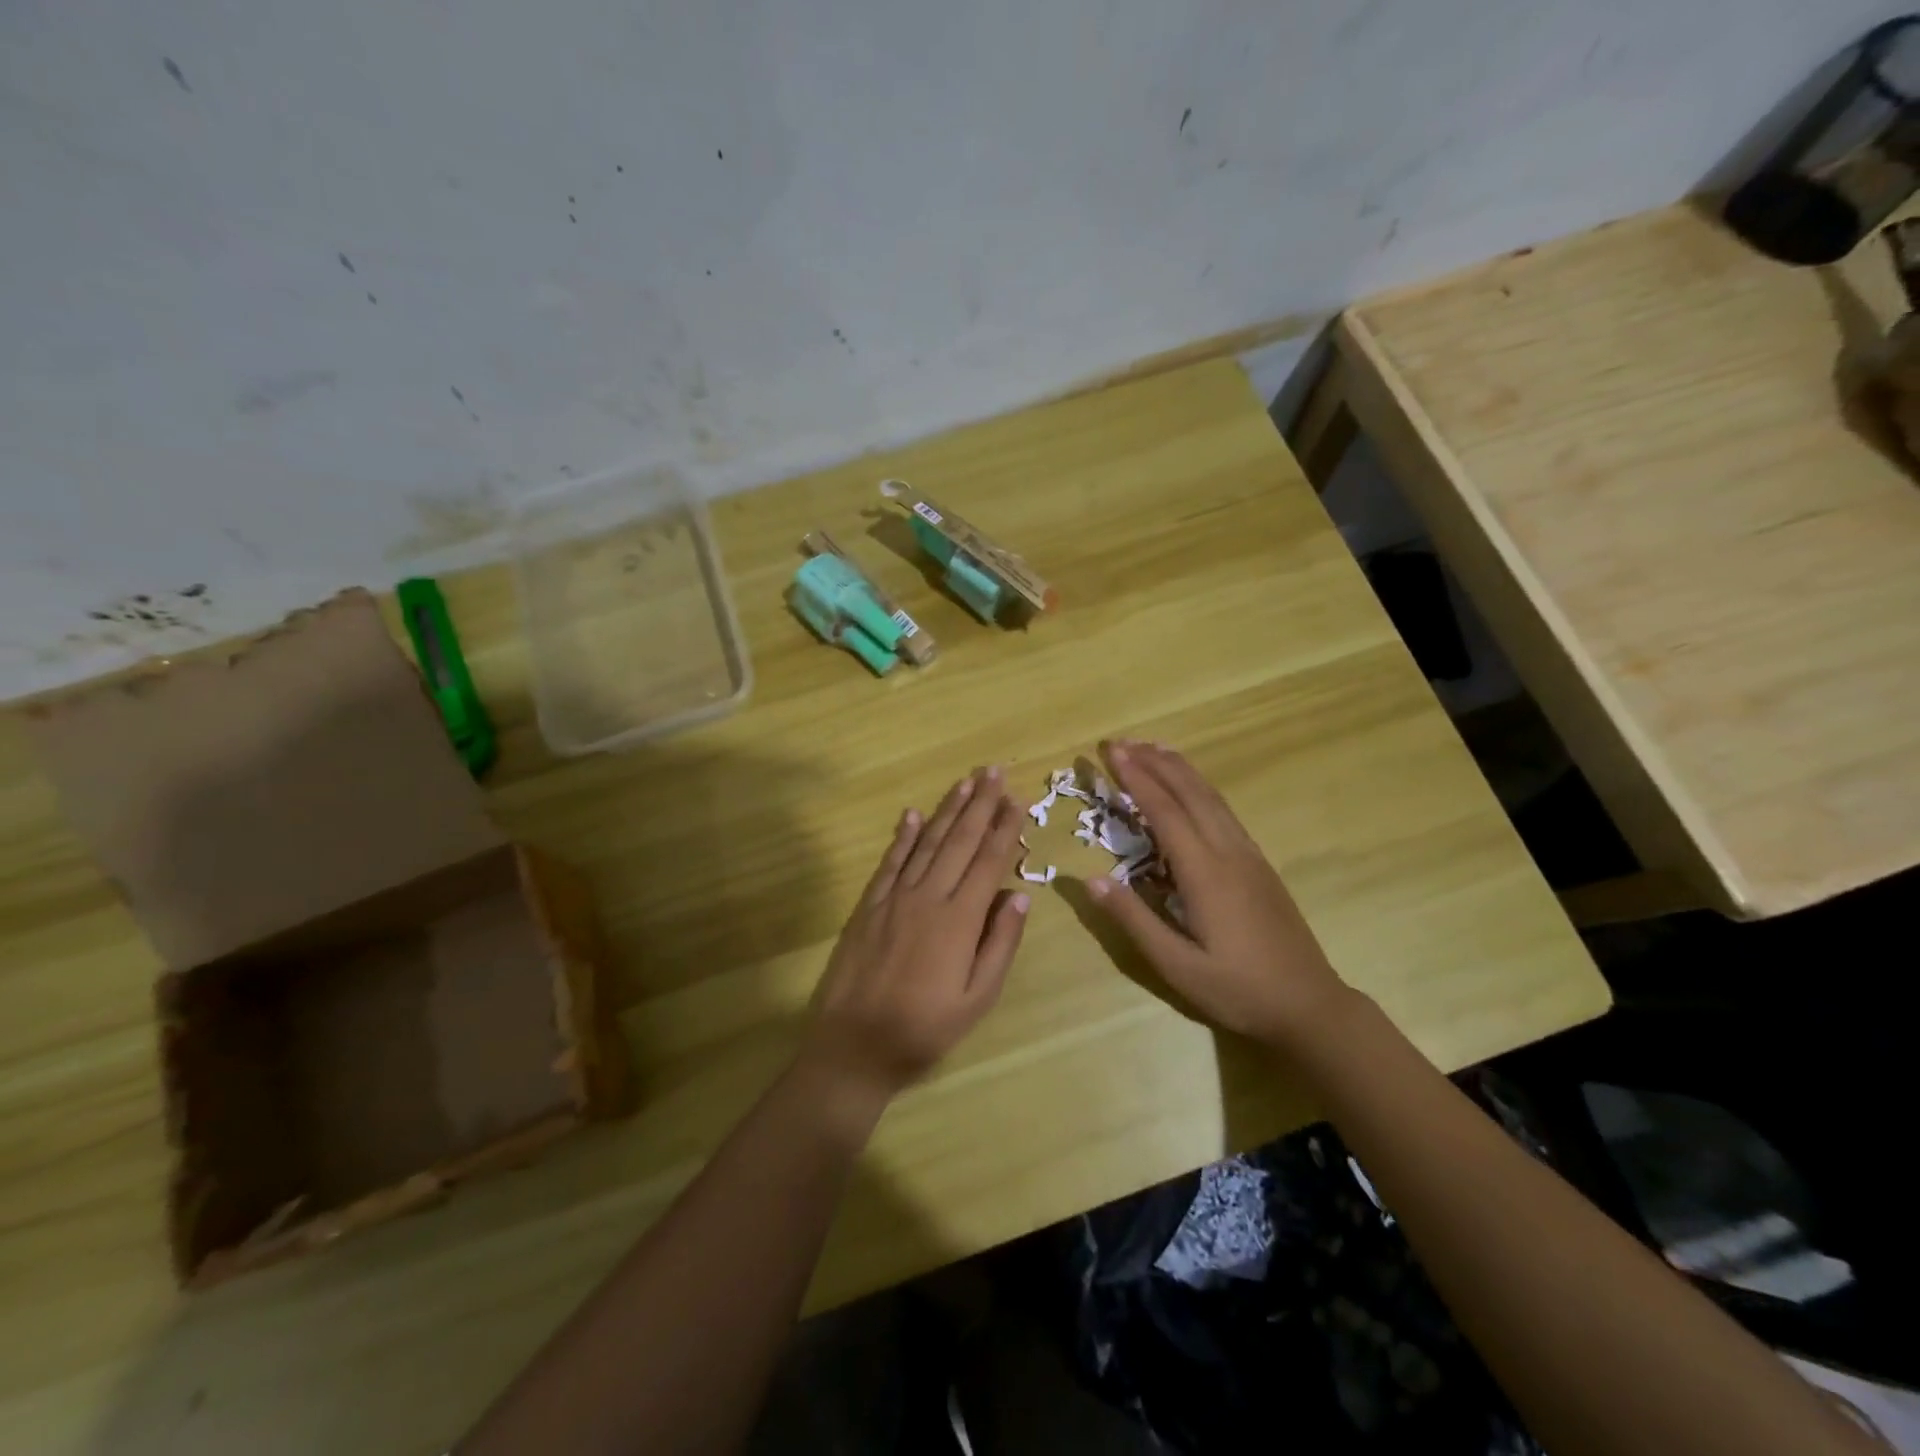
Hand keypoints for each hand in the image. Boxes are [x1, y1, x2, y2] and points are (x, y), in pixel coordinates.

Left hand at [805, 768, 1030, 1104]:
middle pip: (958, 841)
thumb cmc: (924, 1029)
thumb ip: (1000, 944)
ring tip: (965, 782)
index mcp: (959, 920)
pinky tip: (912, 815)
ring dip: (947, 810)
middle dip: (979, 804)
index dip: (1003, 828)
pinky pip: (890, 862)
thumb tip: (1020, 895)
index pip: (988, 862)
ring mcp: (894, 898)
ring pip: (926, 843)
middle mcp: (928, 897)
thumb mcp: (977, 999)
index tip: (1016, 798)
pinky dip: (903, 836)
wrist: (854, 1045)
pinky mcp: (868, 905)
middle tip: (993, 771)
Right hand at [1084, 741, 1351, 1046]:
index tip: (1110, 752)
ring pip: (1212, 797)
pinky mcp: (1259, 864)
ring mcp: (1249, 855)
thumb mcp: (1176, 966)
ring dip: (1180, 769)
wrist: (1309, 1005)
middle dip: (1155, 762)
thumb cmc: (1237, 990)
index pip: (1164, 811)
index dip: (1136, 778)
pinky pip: (1224, 812)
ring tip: (1153, 747)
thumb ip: (1134, 919)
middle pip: (1190, 792)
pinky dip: (1201, 788)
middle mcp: (1228, 852)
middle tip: (1122, 741)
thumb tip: (1089, 879)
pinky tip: (1191, 789)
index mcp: (1205, 873)